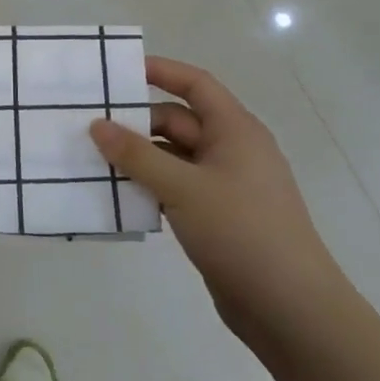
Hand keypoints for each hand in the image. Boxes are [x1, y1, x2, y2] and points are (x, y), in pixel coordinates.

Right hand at [88, 56, 353, 339]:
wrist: (291, 309)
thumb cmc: (241, 232)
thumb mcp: (183, 188)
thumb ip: (136, 155)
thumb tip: (97, 124)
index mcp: (235, 131)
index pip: (196, 85)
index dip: (161, 71)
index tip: (118, 71)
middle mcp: (231, 151)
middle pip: (177, 121)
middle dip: (136, 123)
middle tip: (88, 127)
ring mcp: (224, 186)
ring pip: (172, 157)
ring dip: (138, 158)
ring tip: (92, 161)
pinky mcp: (216, 216)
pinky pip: (175, 188)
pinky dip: (149, 187)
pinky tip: (118, 196)